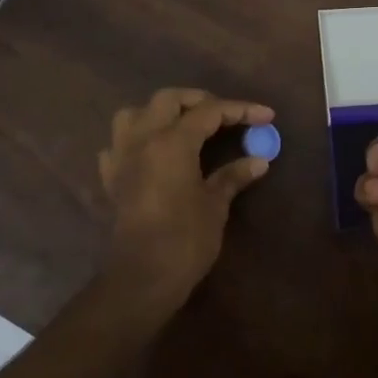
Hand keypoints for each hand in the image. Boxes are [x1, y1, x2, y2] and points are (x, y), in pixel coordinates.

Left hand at [97, 87, 273, 311]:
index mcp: (172, 142)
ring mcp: (122, 158)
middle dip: (199, 101)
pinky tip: (151, 154)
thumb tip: (259, 161)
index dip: (240, 110)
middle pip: (168, 99)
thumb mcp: (215, 205)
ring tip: (182, 126)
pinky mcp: (112, 179)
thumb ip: (233, 177)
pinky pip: (118, 145)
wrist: (142, 278)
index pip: (209, 112)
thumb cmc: (185, 239)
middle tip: (224, 115)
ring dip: (159, 113)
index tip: (266, 115)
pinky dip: (135, 141)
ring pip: (134, 114)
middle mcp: (143, 140)